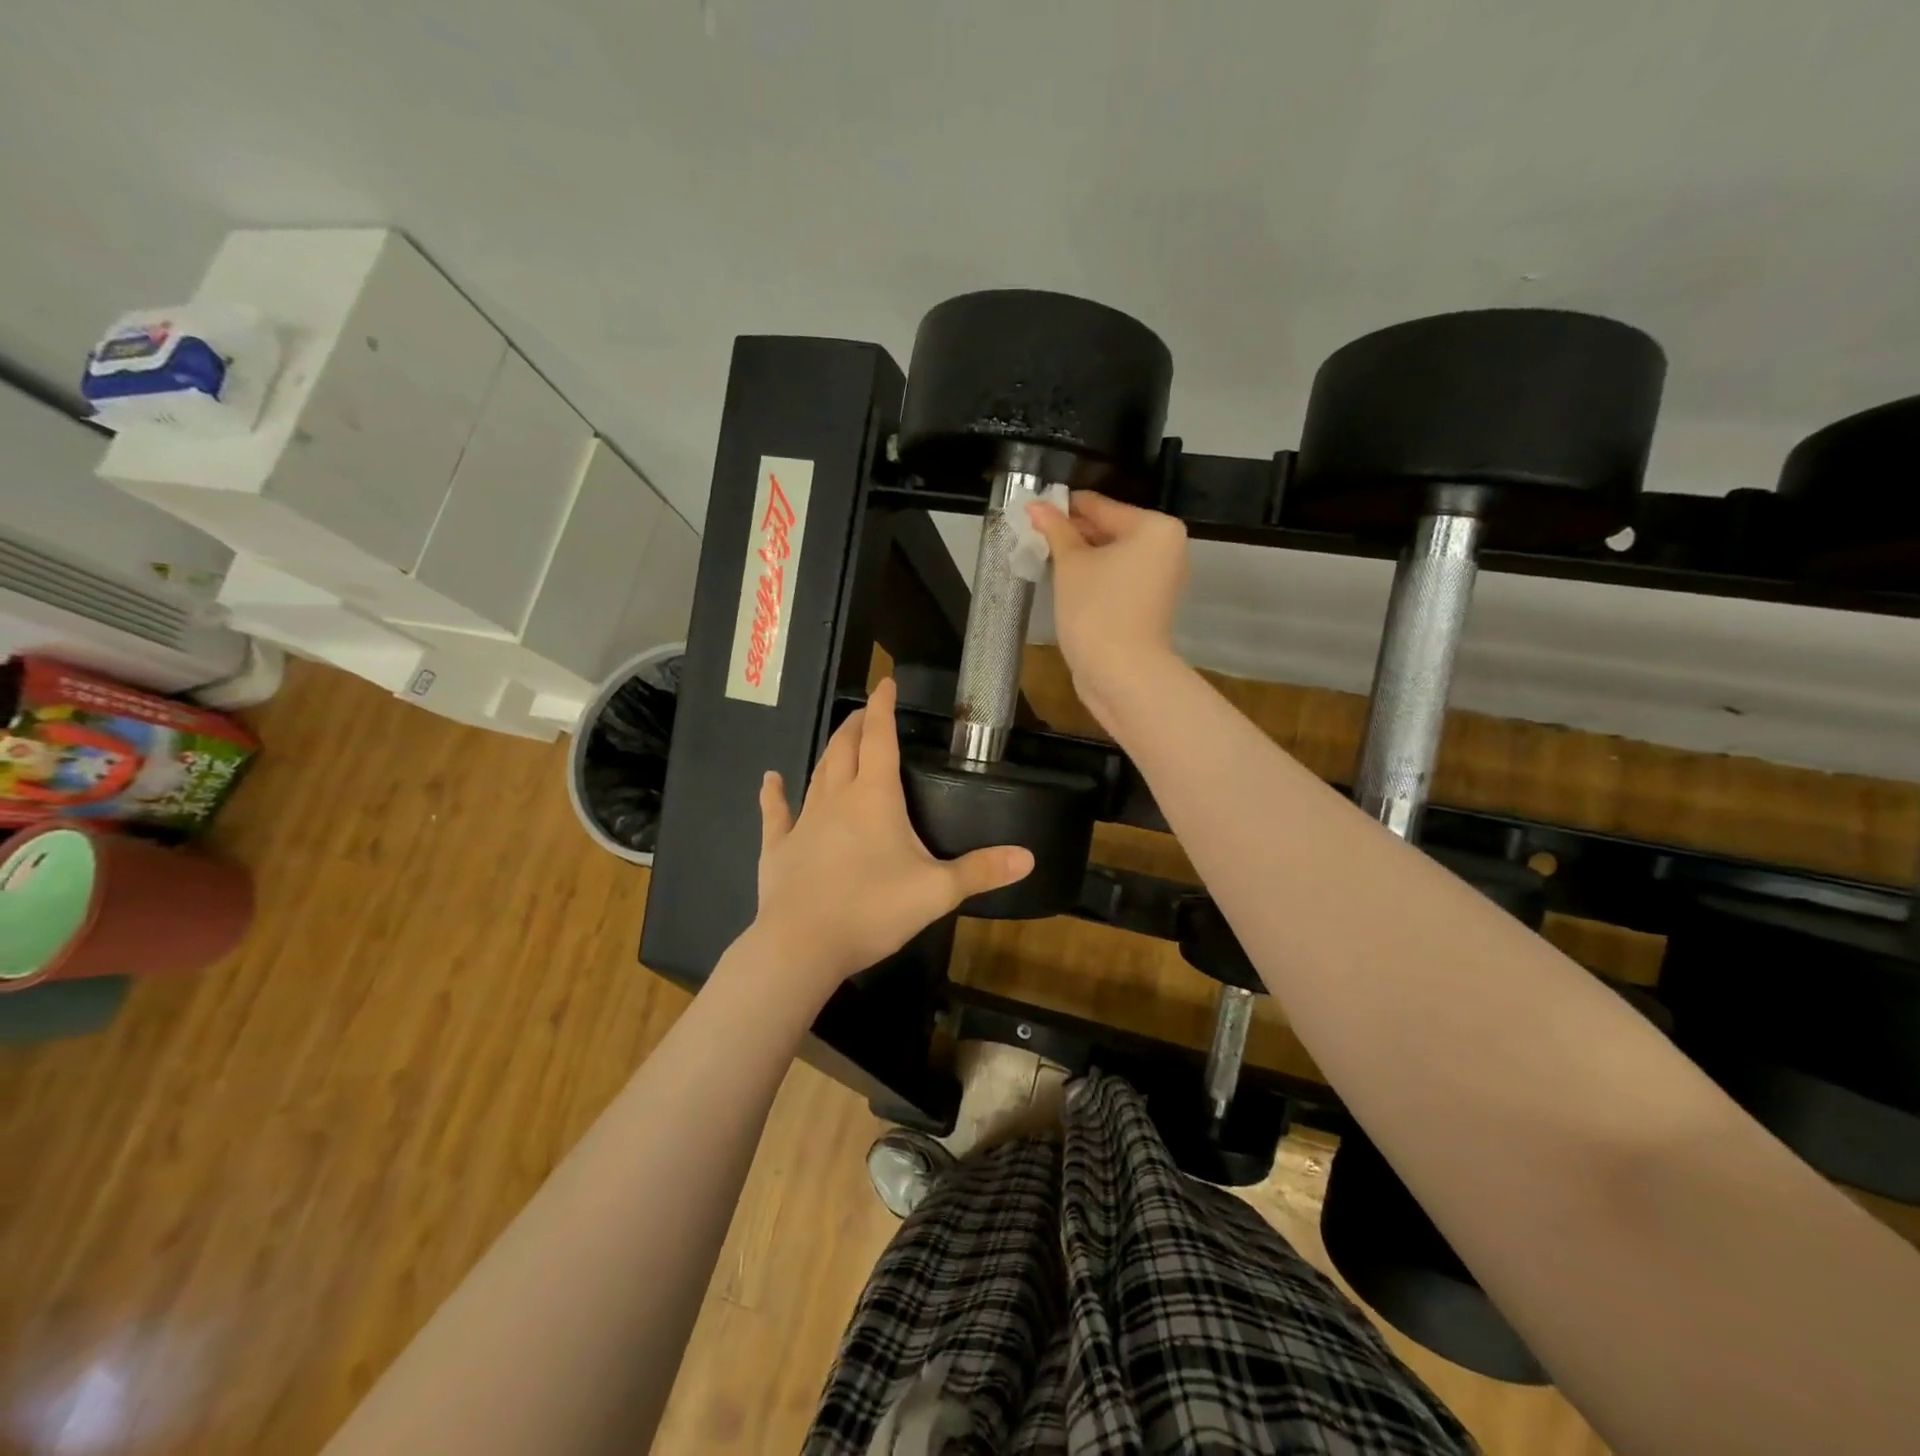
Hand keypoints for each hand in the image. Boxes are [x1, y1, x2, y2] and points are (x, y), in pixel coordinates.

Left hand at [752, 678, 1033, 994]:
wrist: (802, 944)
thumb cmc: (873, 909)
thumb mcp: (937, 891)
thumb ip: (981, 871)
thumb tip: (1029, 857)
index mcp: (875, 797)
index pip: (881, 739)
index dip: (884, 708)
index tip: (886, 683)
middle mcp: (837, 798)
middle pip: (846, 748)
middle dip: (858, 724)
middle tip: (867, 712)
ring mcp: (804, 821)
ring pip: (818, 773)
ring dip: (830, 751)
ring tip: (841, 738)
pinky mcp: (778, 847)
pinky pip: (776, 812)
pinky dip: (774, 793)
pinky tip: (771, 780)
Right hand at [1028, 491, 1188, 732]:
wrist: (1121, 674)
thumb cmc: (1096, 609)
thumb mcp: (1071, 564)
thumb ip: (1055, 530)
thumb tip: (1035, 504)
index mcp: (1155, 528)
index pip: (1100, 506)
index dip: (1063, 507)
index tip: (1031, 507)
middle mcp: (1166, 548)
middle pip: (1109, 529)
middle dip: (1072, 533)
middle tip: (1032, 534)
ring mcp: (1160, 579)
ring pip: (1112, 556)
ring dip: (1080, 557)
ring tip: (1042, 557)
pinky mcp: (1149, 605)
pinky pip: (1117, 579)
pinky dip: (1093, 578)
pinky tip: (1063, 582)